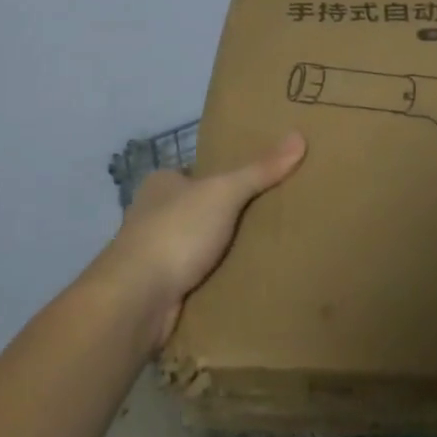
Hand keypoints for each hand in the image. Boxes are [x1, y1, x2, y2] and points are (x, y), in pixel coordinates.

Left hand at [90, 132, 307, 349]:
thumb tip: (299, 136)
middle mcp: (154, 213)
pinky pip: (198, 277)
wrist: (137, 299)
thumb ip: (260, 169)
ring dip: (225, 252)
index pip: (201, 173)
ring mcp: (155, 252)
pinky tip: (246, 283)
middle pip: (203, 210)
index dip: (230, 177)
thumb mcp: (223, 192)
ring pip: (201, 246)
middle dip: (232, 218)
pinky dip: (217, 280)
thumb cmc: (176, 232)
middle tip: (276, 220)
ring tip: (269, 253)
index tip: (264, 184)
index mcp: (162, 183)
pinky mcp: (161, 287)